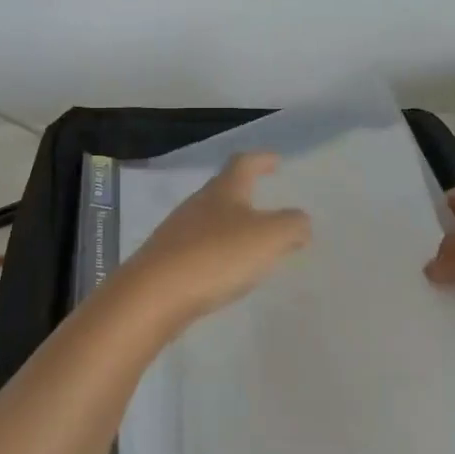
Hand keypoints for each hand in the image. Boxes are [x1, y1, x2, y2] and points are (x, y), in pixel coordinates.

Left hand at [115, 153, 311, 328]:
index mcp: (223, 191)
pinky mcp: (167, 260)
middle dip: (245, 194)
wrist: (154, 294)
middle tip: (267, 203)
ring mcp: (178, 231)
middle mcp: (197, 204)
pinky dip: (217, 251)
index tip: (276, 161)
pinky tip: (225, 269)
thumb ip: (291, 225)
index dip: (261, 160)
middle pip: (223, 190)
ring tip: (251, 241)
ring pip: (210, 219)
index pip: (243, 163)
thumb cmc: (216, 256)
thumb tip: (300, 221)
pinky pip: (199, 247)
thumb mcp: (268, 237)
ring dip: (231, 225)